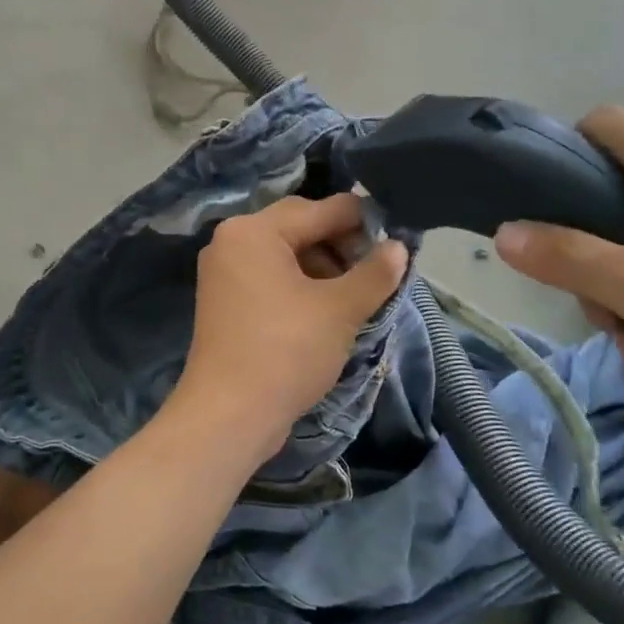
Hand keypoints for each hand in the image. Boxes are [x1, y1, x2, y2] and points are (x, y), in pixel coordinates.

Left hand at [177, 194, 408, 439]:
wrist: (230, 414)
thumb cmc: (286, 350)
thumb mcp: (340, 309)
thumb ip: (374, 273)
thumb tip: (399, 247)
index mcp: (254, 230)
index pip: (320, 209)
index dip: (363, 221)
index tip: (398, 238)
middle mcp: (232, 241)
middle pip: (300, 228)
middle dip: (343, 246)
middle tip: (379, 273)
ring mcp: (224, 272)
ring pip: (287, 255)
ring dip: (325, 269)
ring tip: (359, 296)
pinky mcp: (226, 301)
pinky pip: (271, 279)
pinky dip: (301, 287)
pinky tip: (330, 309)